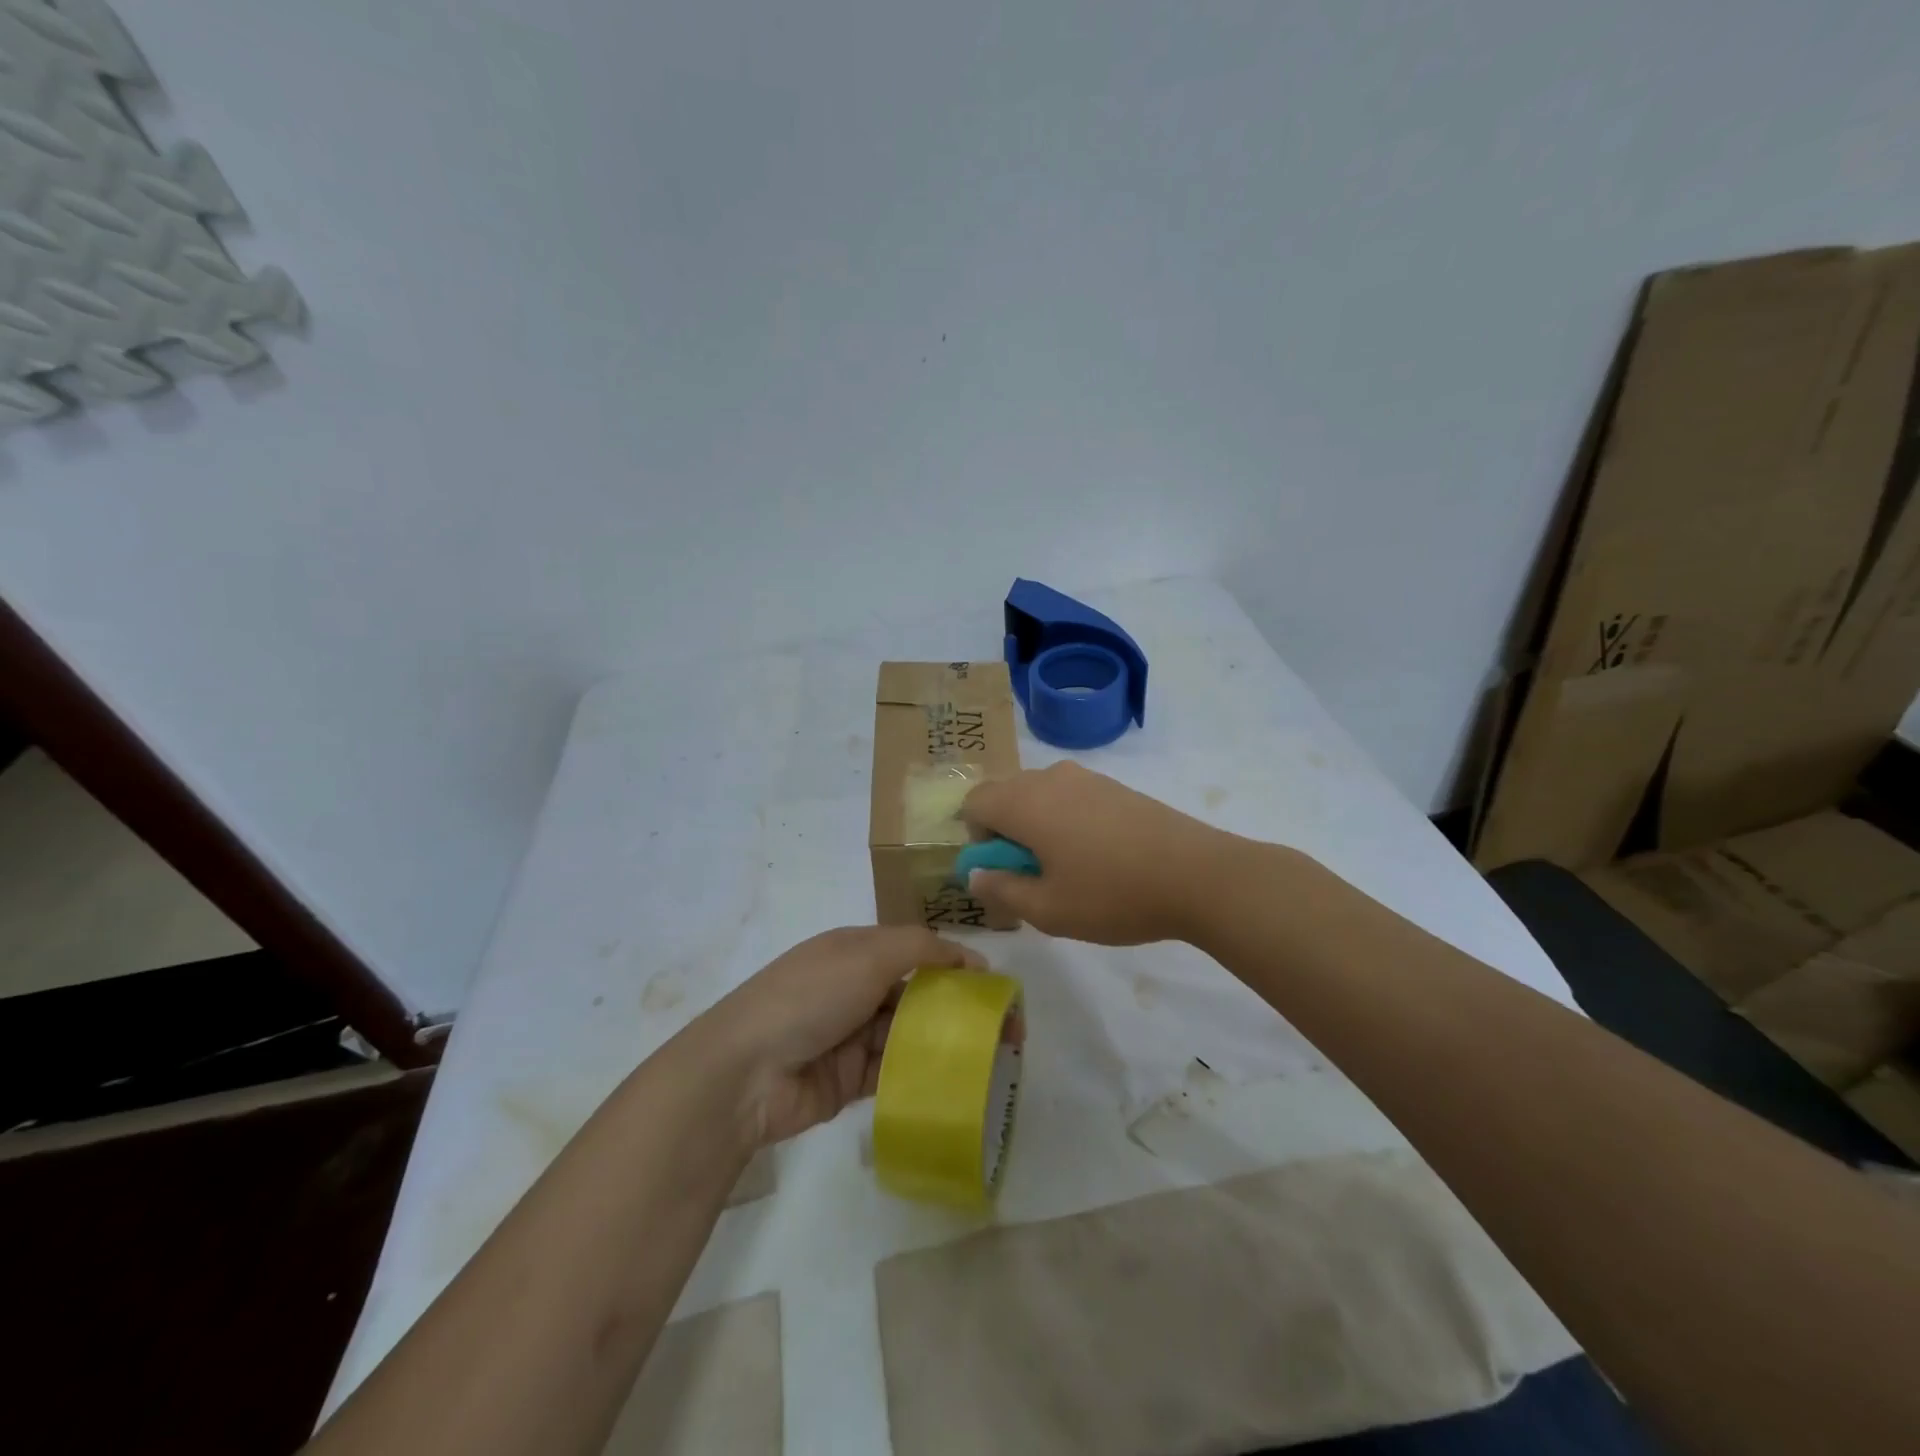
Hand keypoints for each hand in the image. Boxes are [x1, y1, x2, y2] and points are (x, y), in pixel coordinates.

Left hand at [698, 927, 984, 1147]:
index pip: (917, 950)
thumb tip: (967, 957)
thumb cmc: (810, 996)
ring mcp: (852, 1035)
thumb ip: (920, 948)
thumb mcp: (865, 954)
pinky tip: (956, 1083)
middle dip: (959, 1008)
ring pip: (910, 1034)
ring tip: (991, 1060)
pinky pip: (895, 1072)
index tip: (994, 987)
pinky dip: (922, 1074)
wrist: (746, 1072)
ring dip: (946, 1043)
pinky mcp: (850, 1080)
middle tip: (1005, 1033)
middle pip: (918, 994)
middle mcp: (856, 988)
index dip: (956, 964)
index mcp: (856, 950)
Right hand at [961, 761, 1232, 943]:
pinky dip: (1067, 820)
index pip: (974, 802)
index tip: (1006, 871)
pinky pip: (1071, 796)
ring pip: (1040, 795)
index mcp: (1025, 802)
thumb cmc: (1113, 895)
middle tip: (1035, 876)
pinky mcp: (1115, 786)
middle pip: (1006, 795)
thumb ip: (1001, 890)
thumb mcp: (1047, 909)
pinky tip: (1100, 857)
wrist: (1198, 875)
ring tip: (1071, 869)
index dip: (977, 839)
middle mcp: (1050, 778)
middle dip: (1007, 832)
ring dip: (1038, 826)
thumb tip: (975, 874)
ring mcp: (1087, 777)